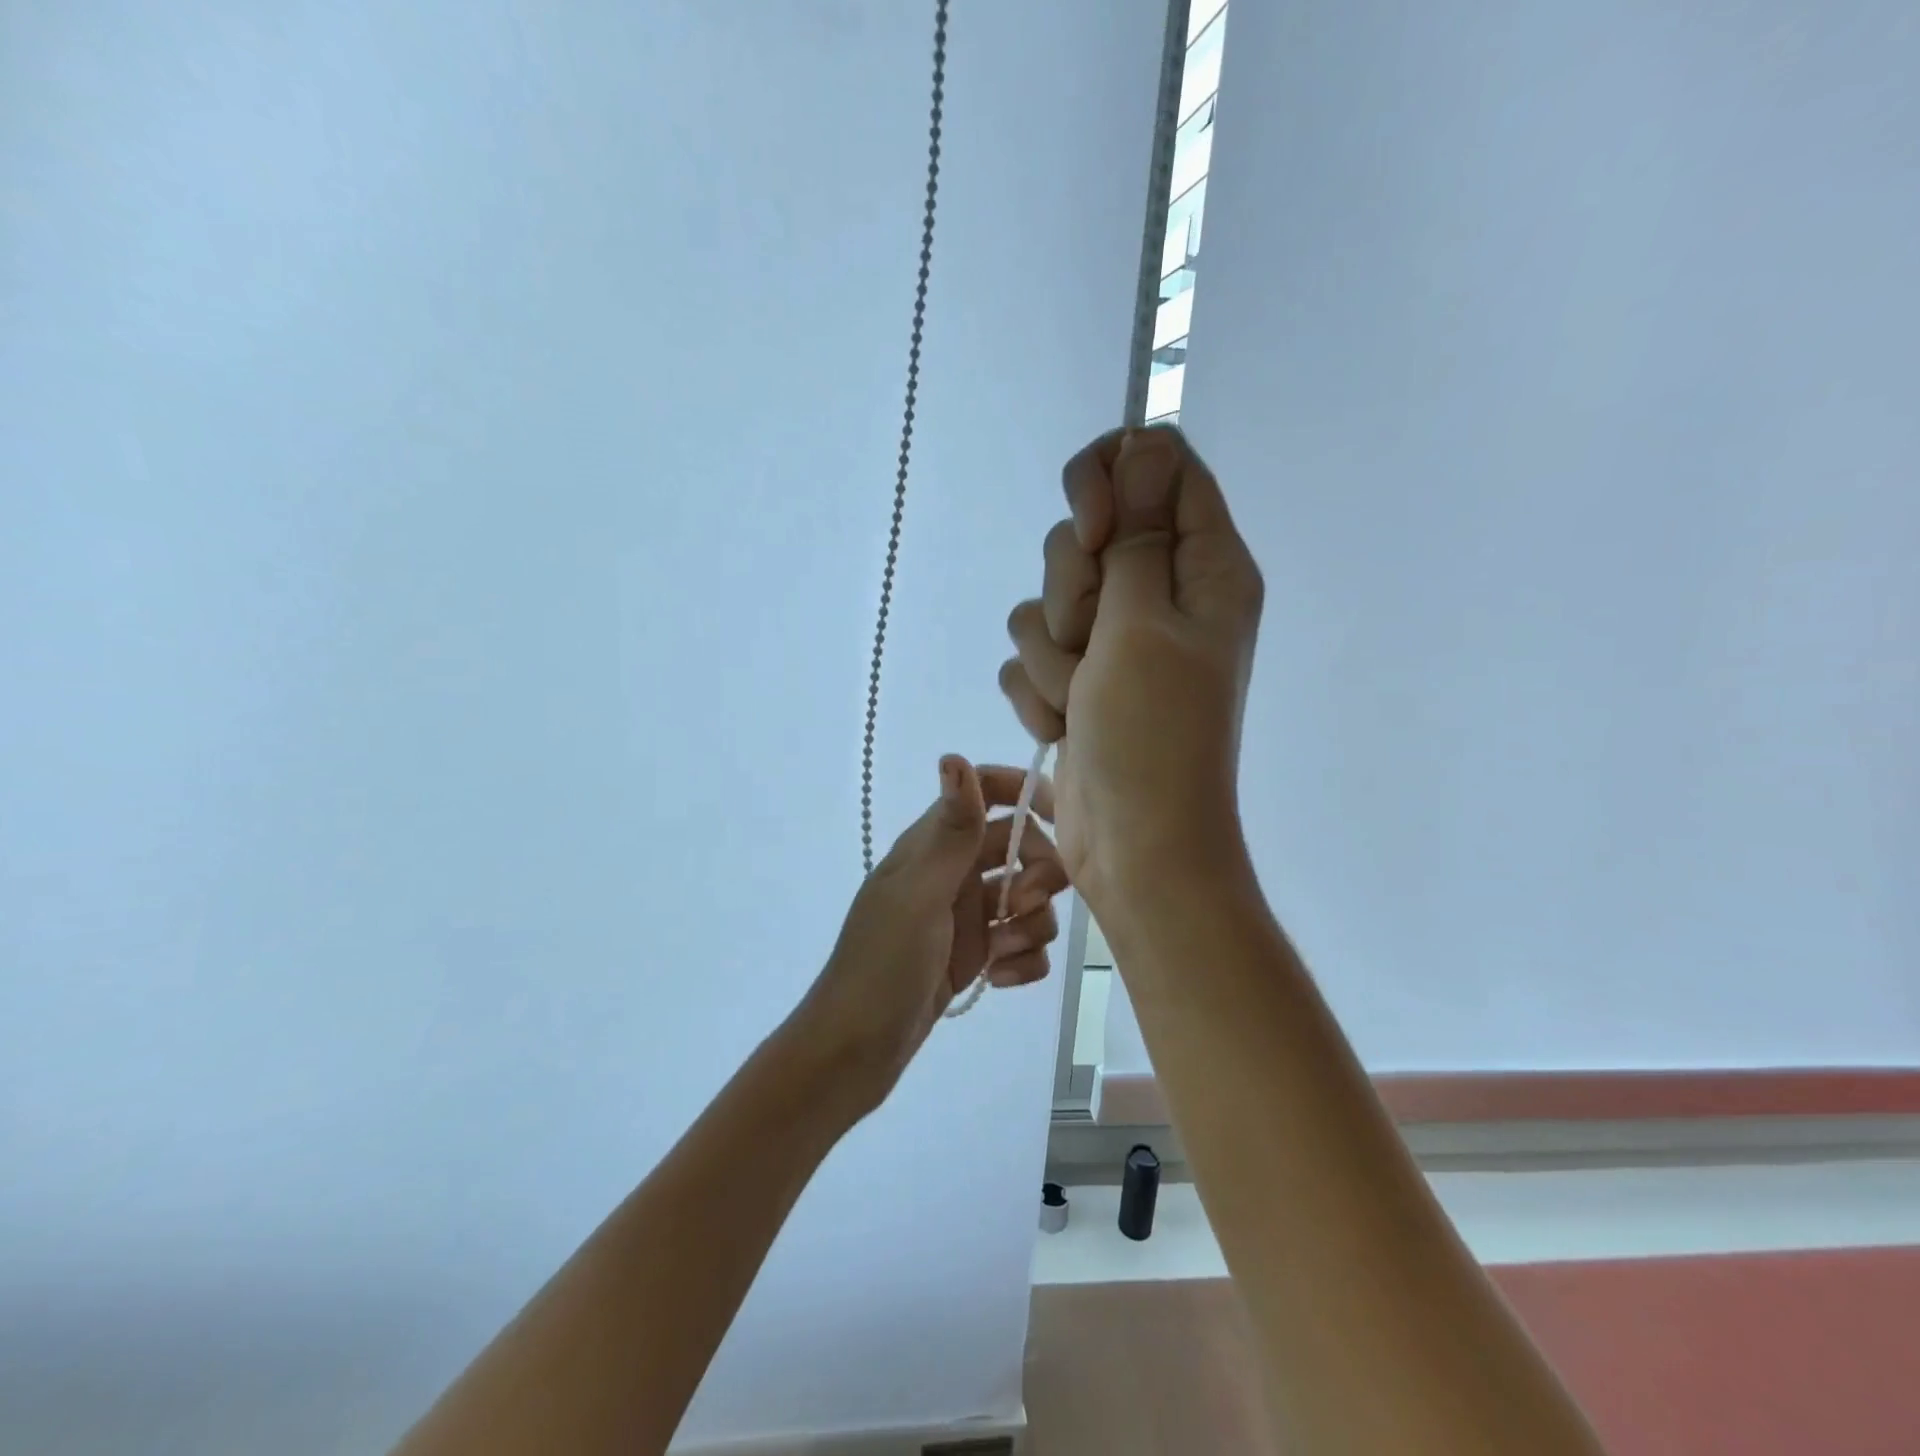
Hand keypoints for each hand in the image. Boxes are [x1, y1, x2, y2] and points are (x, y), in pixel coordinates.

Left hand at [784, 756, 1068, 1116]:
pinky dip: (1022, 960)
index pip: (987, 792)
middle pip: (1021, 846)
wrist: (854, 1052)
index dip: (1026, 793)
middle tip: (1024, 904)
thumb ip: (950, 831)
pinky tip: (999, 981)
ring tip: (1001, 954)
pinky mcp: (975, 956)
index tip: (1062, 820)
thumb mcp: (919, 895)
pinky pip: (1021, 944)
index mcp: (934, 845)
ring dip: (1031, 924)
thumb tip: (955, 756)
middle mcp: (953, 872)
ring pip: (1028, 898)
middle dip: (1039, 873)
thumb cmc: (882, 966)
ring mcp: (965, 916)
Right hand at [998, 426, 1262, 910]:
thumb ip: (1137, 531)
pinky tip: (1065, 726)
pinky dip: (1040, 691)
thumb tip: (1146, 440)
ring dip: (1053, 654)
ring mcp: (1116, 641)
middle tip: (1096, 642)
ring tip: (1083, 700)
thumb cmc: (1153, 734)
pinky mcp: (1078, 680)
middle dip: (1073, 589)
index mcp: (1204, 567)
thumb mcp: (1145, 622)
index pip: (1157, 464)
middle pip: (1089, 531)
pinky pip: (1031, 654)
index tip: (1094, 533)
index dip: (1109, 480)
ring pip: (1046, 599)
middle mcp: (1161, 594)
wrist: (1135, 843)